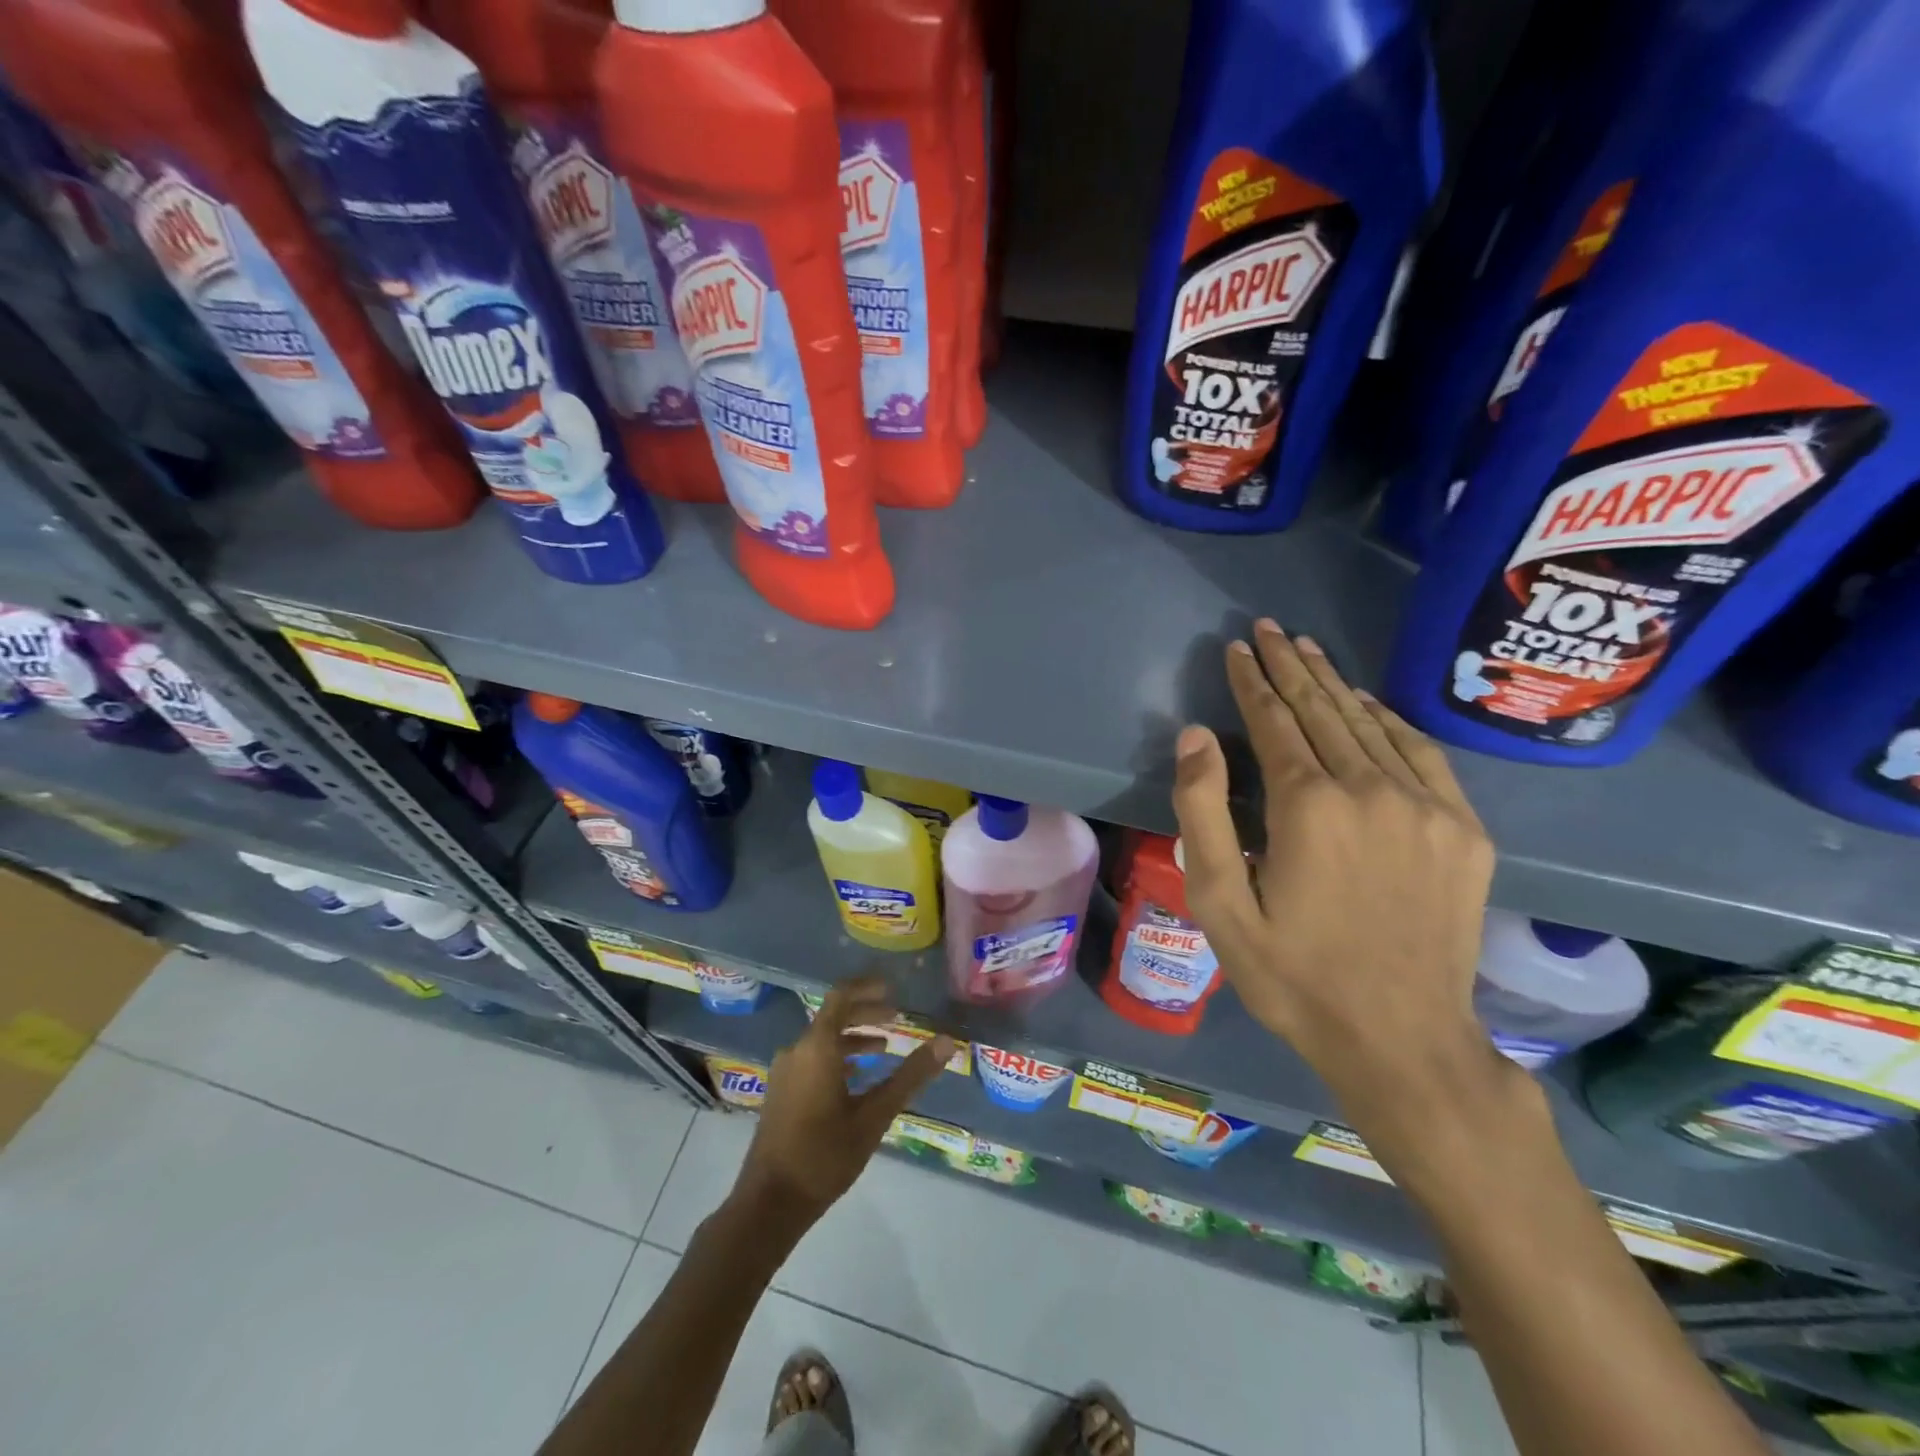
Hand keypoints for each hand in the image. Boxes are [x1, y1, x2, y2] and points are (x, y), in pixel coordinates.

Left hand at [733, 979, 953, 1226]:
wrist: (770, 1203)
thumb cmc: (825, 1155)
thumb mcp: (875, 1116)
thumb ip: (911, 1076)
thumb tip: (947, 1042)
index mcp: (816, 1048)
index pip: (840, 996)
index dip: (867, 988)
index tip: (893, 989)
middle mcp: (796, 1051)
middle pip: (832, 1016)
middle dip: (865, 1013)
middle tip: (897, 1018)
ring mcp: (785, 1072)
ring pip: (822, 1039)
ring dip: (853, 1037)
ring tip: (884, 1048)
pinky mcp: (781, 1092)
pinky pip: (812, 1058)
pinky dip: (838, 1057)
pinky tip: (858, 1078)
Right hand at [1171, 620, 1510, 1138]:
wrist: (1402, 1040)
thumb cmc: (1293, 975)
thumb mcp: (1220, 904)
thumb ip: (1203, 813)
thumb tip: (1195, 736)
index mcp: (1308, 807)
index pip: (1273, 722)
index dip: (1251, 681)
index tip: (1238, 647)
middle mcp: (1370, 790)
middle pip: (1322, 711)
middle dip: (1290, 667)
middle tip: (1270, 629)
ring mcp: (1427, 807)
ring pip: (1370, 724)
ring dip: (1334, 684)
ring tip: (1308, 650)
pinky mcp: (1463, 831)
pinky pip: (1421, 754)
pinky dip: (1389, 720)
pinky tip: (1368, 703)